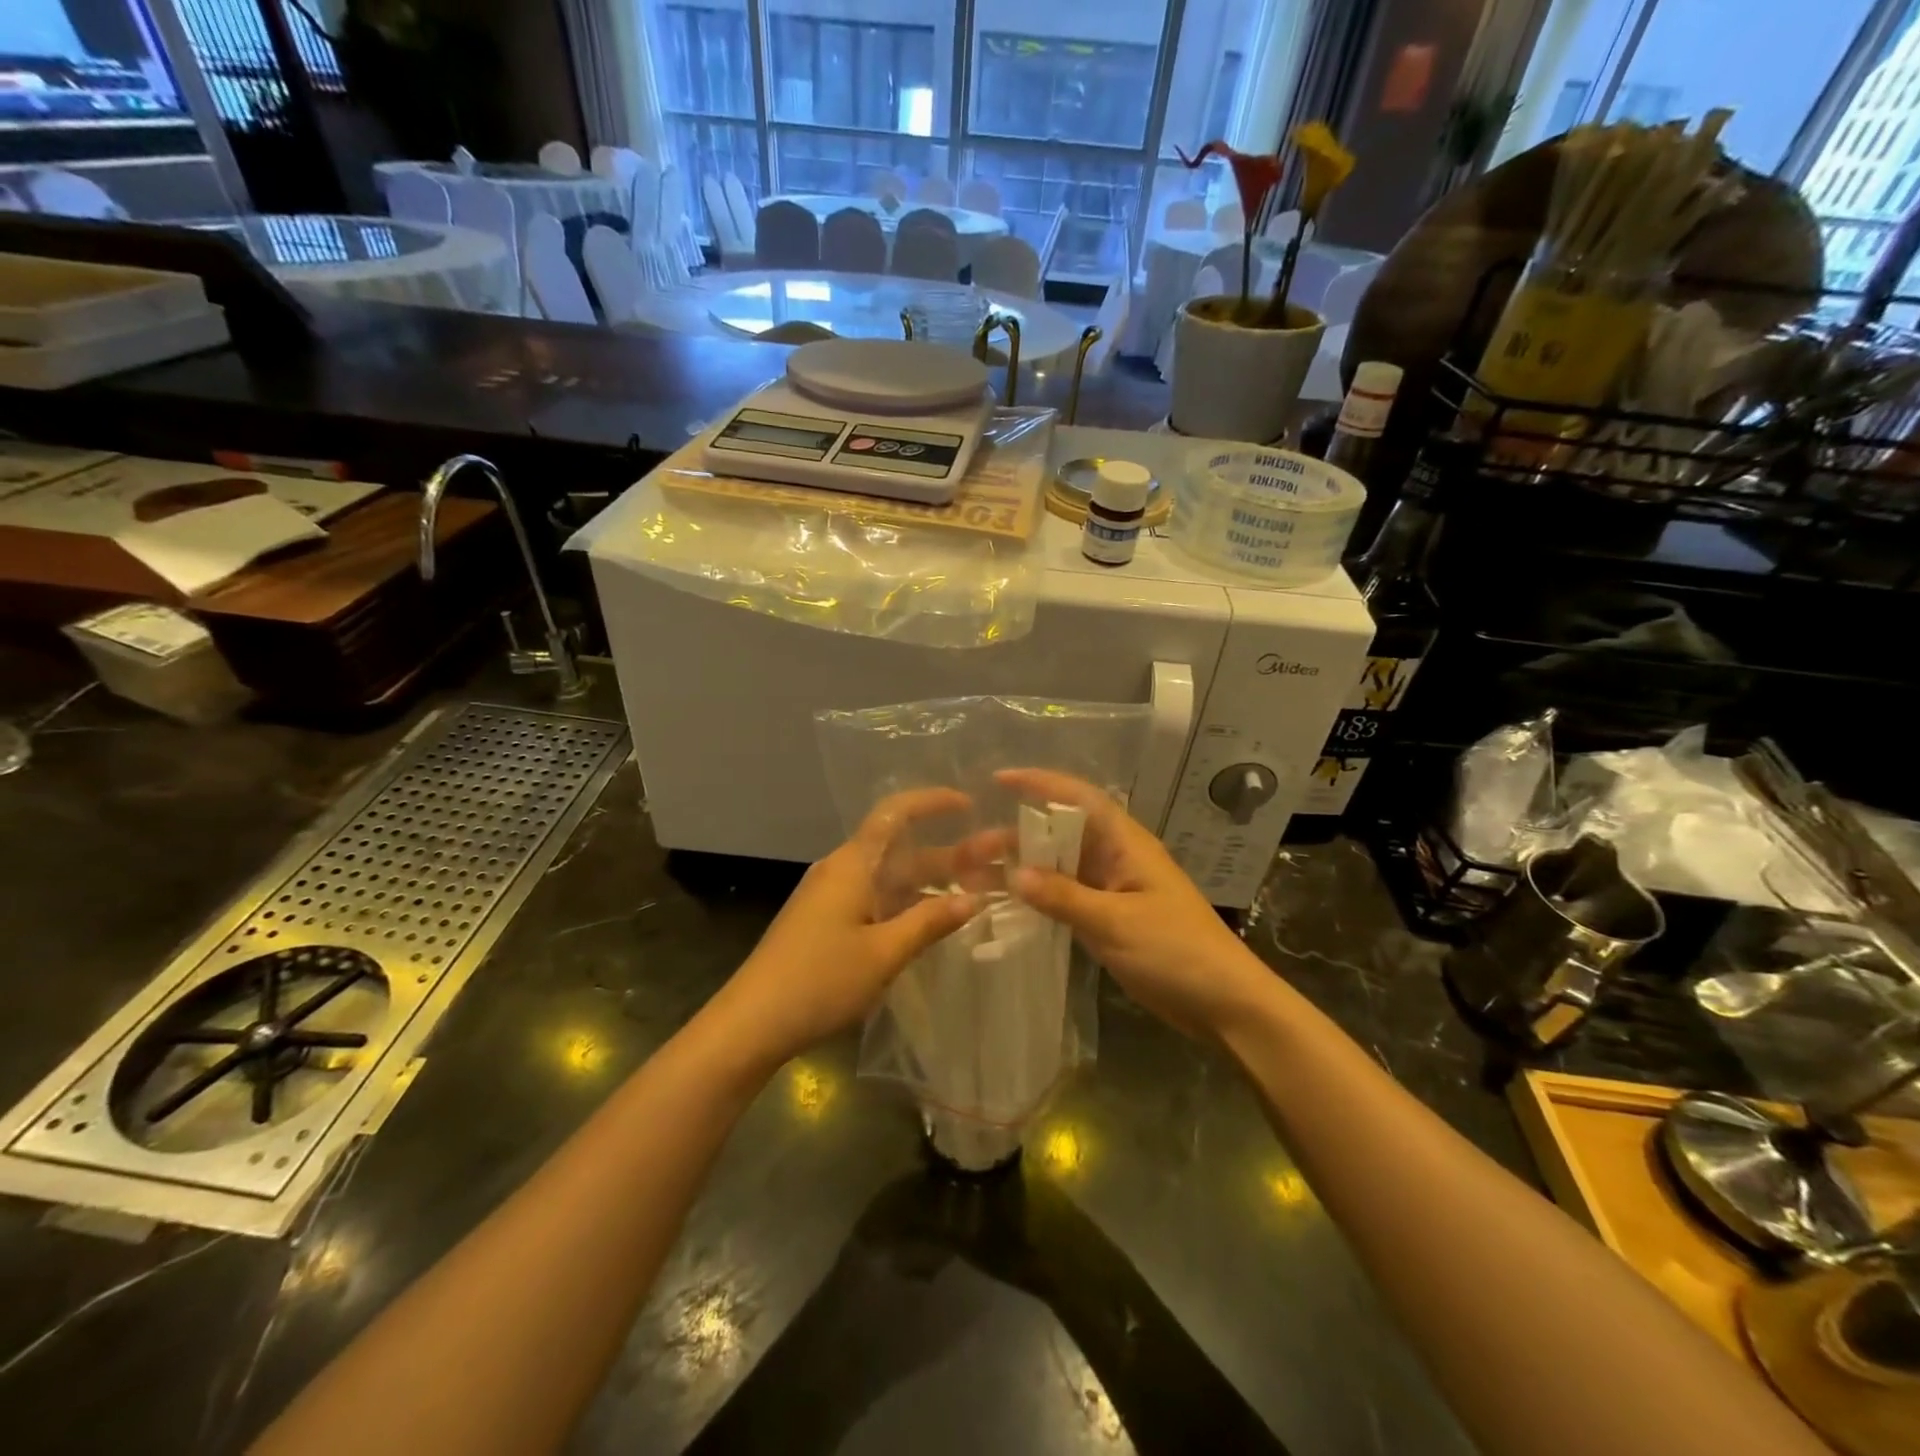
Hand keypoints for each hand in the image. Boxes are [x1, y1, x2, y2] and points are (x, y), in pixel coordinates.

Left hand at [711, 789, 982, 1067]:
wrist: (751, 1024)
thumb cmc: (818, 981)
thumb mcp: (883, 953)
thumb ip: (929, 922)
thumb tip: (973, 899)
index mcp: (852, 865)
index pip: (895, 814)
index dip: (932, 802)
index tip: (970, 806)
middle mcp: (842, 871)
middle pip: (901, 849)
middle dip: (948, 853)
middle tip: (996, 862)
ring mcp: (833, 898)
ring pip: (891, 877)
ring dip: (932, 882)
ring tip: (979, 891)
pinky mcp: (828, 922)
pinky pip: (878, 899)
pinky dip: (910, 904)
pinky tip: (936, 920)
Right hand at [997, 768, 1269, 1040]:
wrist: (1223, 1003)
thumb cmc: (1177, 952)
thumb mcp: (1116, 922)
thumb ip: (1064, 897)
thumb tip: (1013, 873)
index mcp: (1126, 844)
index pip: (1080, 798)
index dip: (1041, 784)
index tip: (999, 780)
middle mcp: (1116, 859)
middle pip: (1060, 834)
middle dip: (1016, 835)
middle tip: (971, 850)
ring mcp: (1111, 889)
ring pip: (1058, 867)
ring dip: (1022, 867)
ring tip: (976, 877)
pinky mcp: (1108, 918)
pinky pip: (1065, 896)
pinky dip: (1037, 896)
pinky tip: (1007, 903)